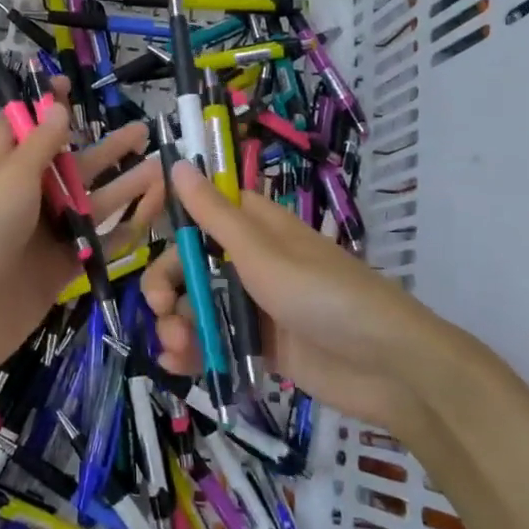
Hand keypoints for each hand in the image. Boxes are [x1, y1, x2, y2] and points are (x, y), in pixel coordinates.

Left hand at [0, 102, 162, 394]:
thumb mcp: (9, 179)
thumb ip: (40, 146)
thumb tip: (58, 107)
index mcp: (4, 169)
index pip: (21, 128)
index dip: (43, 107)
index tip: (70, 86)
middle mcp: (27, 197)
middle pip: (70, 165)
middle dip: (104, 149)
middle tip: (142, 131)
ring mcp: (46, 233)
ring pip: (91, 203)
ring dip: (124, 186)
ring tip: (161, 168)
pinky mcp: (62, 266)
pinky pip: (98, 242)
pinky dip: (124, 228)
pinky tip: (152, 213)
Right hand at [142, 161, 454, 432]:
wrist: (387, 366)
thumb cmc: (323, 295)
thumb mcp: (262, 253)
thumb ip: (214, 215)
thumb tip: (177, 162)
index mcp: (256, 227)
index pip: (202, 211)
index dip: (171, 217)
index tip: (142, 226)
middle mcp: (251, 261)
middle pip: (191, 264)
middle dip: (168, 284)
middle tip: (159, 306)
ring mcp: (255, 305)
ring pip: (198, 305)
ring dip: (177, 322)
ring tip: (176, 347)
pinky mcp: (260, 345)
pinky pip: (215, 341)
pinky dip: (193, 351)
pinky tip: (179, 363)